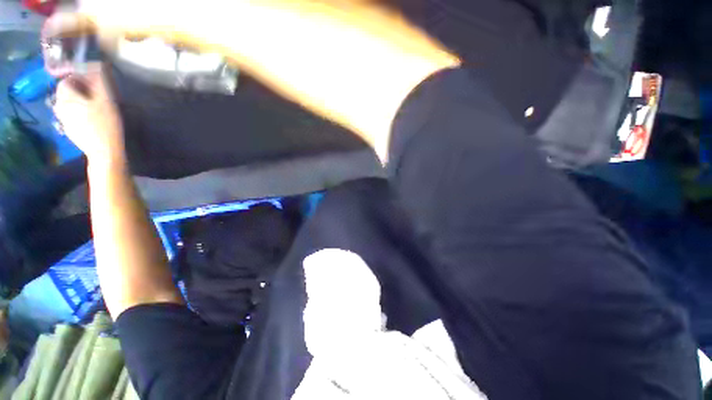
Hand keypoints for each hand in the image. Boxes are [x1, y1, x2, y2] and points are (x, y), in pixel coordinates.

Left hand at [54, 65, 125, 169]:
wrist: (104, 152)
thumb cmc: (105, 124)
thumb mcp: (106, 99)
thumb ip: (99, 81)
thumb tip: (96, 63)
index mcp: (66, 97)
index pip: (66, 81)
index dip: (77, 79)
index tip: (91, 83)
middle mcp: (60, 107)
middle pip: (66, 93)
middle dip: (78, 91)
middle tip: (94, 96)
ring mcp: (63, 121)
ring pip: (68, 105)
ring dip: (78, 103)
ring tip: (94, 109)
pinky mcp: (69, 131)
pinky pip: (71, 117)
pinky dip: (79, 115)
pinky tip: (91, 120)